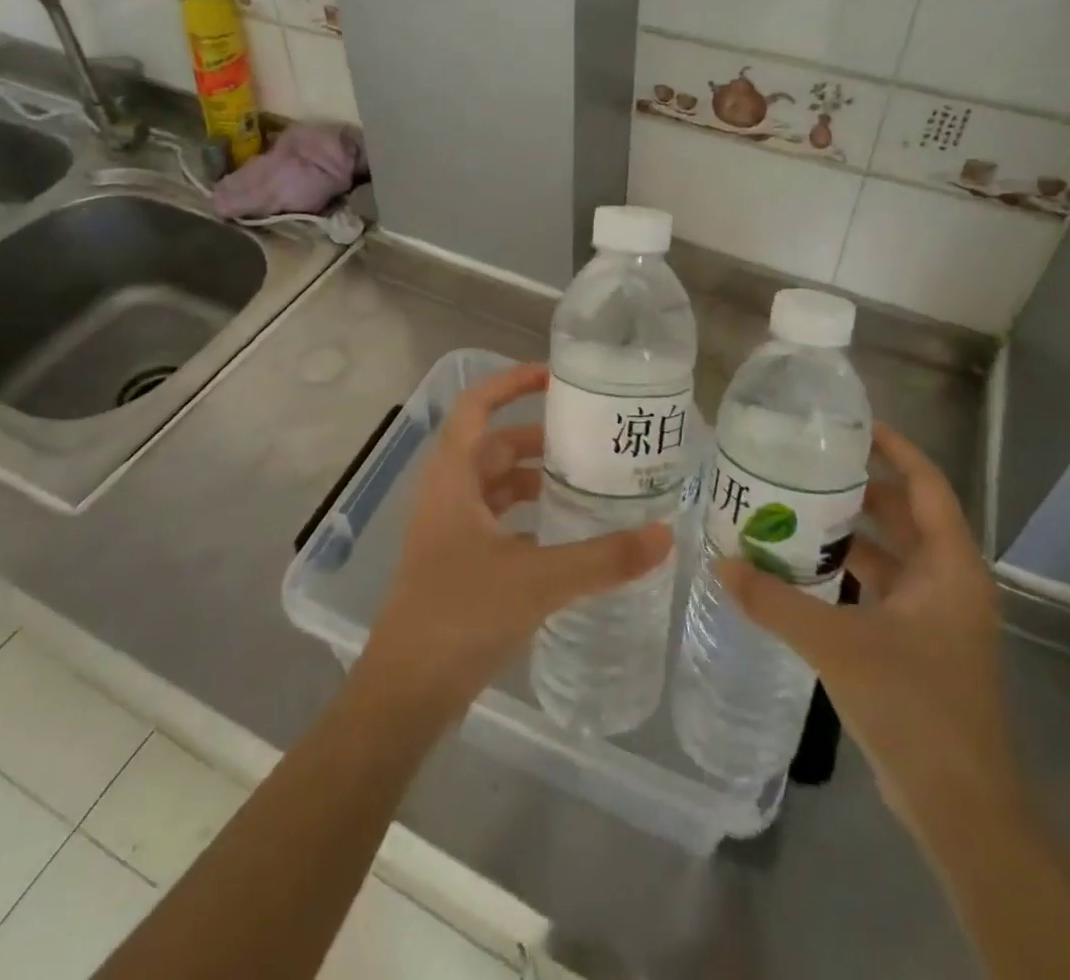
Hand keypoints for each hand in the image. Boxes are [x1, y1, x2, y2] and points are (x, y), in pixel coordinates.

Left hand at [357, 363, 673, 723]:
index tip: (556, 376)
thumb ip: (604, 558)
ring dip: (535, 477)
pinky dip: (528, 514)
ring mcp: (449, 529)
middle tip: (591, 439)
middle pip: (494, 444)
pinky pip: (497, 519)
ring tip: (586, 482)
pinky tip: (564, 533)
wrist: (404, 693)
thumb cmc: (460, 617)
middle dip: (539, 436)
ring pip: (496, 484)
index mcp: (452, 477)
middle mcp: (447, 493)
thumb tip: (665, 535)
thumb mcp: (538, 580)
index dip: (512, 382)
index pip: (476, 405)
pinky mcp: (457, 561)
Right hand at [716, 422, 1022, 833]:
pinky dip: (848, 571)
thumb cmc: (914, 707)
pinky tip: (803, 568)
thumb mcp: (838, 645)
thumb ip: (777, 602)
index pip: (925, 484)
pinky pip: (881, 587)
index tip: (851, 425)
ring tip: (794, 507)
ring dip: (849, 531)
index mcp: (950, 567)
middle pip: (904, 514)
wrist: (960, 808)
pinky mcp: (918, 643)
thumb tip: (721, 563)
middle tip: (805, 464)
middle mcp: (949, 581)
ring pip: (890, 553)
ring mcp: (936, 615)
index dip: (893, 448)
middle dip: (859, 487)